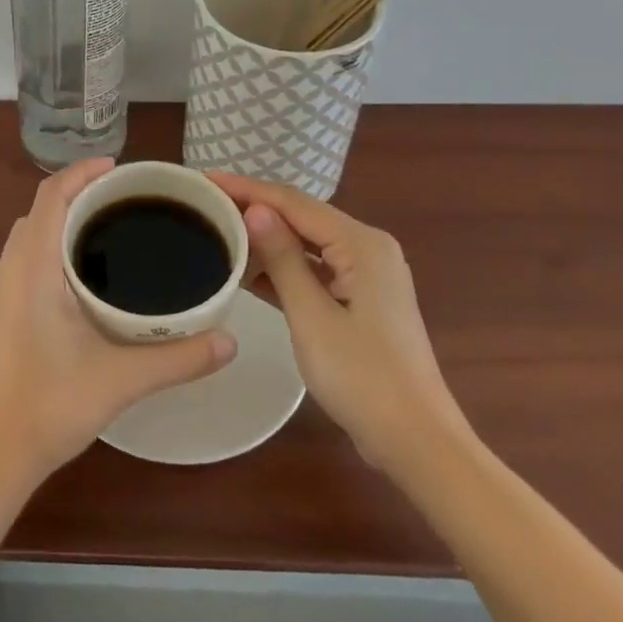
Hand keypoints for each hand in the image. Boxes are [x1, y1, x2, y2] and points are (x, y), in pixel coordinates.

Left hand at [0, 158, 237, 487]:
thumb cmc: (50, 407)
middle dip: (79, 195)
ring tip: (109, 230)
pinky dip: (50, 247)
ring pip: (30, 235)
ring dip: (63, 221)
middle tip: (127, 201)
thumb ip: (179, 358)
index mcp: (31, 267)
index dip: (81, 172)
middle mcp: (8, 268)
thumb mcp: (121, 380)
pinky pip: (24, 258)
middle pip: (41, 210)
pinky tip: (82, 276)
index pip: (50, 195)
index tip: (119, 168)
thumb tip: (231, 341)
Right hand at [211, 174, 468, 475]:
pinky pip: (316, 269)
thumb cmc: (362, 377)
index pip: (294, 203)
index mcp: (361, 244)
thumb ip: (282, 258)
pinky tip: (247, 271)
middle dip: (255, 207)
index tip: (205, 179)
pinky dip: (284, 267)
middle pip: (302, 216)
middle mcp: (368, 247)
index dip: (247, 189)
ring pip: (307, 242)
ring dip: (267, 237)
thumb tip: (254, 208)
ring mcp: (367, 274)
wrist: (417, 442)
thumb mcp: (311, 315)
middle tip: (206, 202)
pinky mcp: (361, 298)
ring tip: (219, 228)